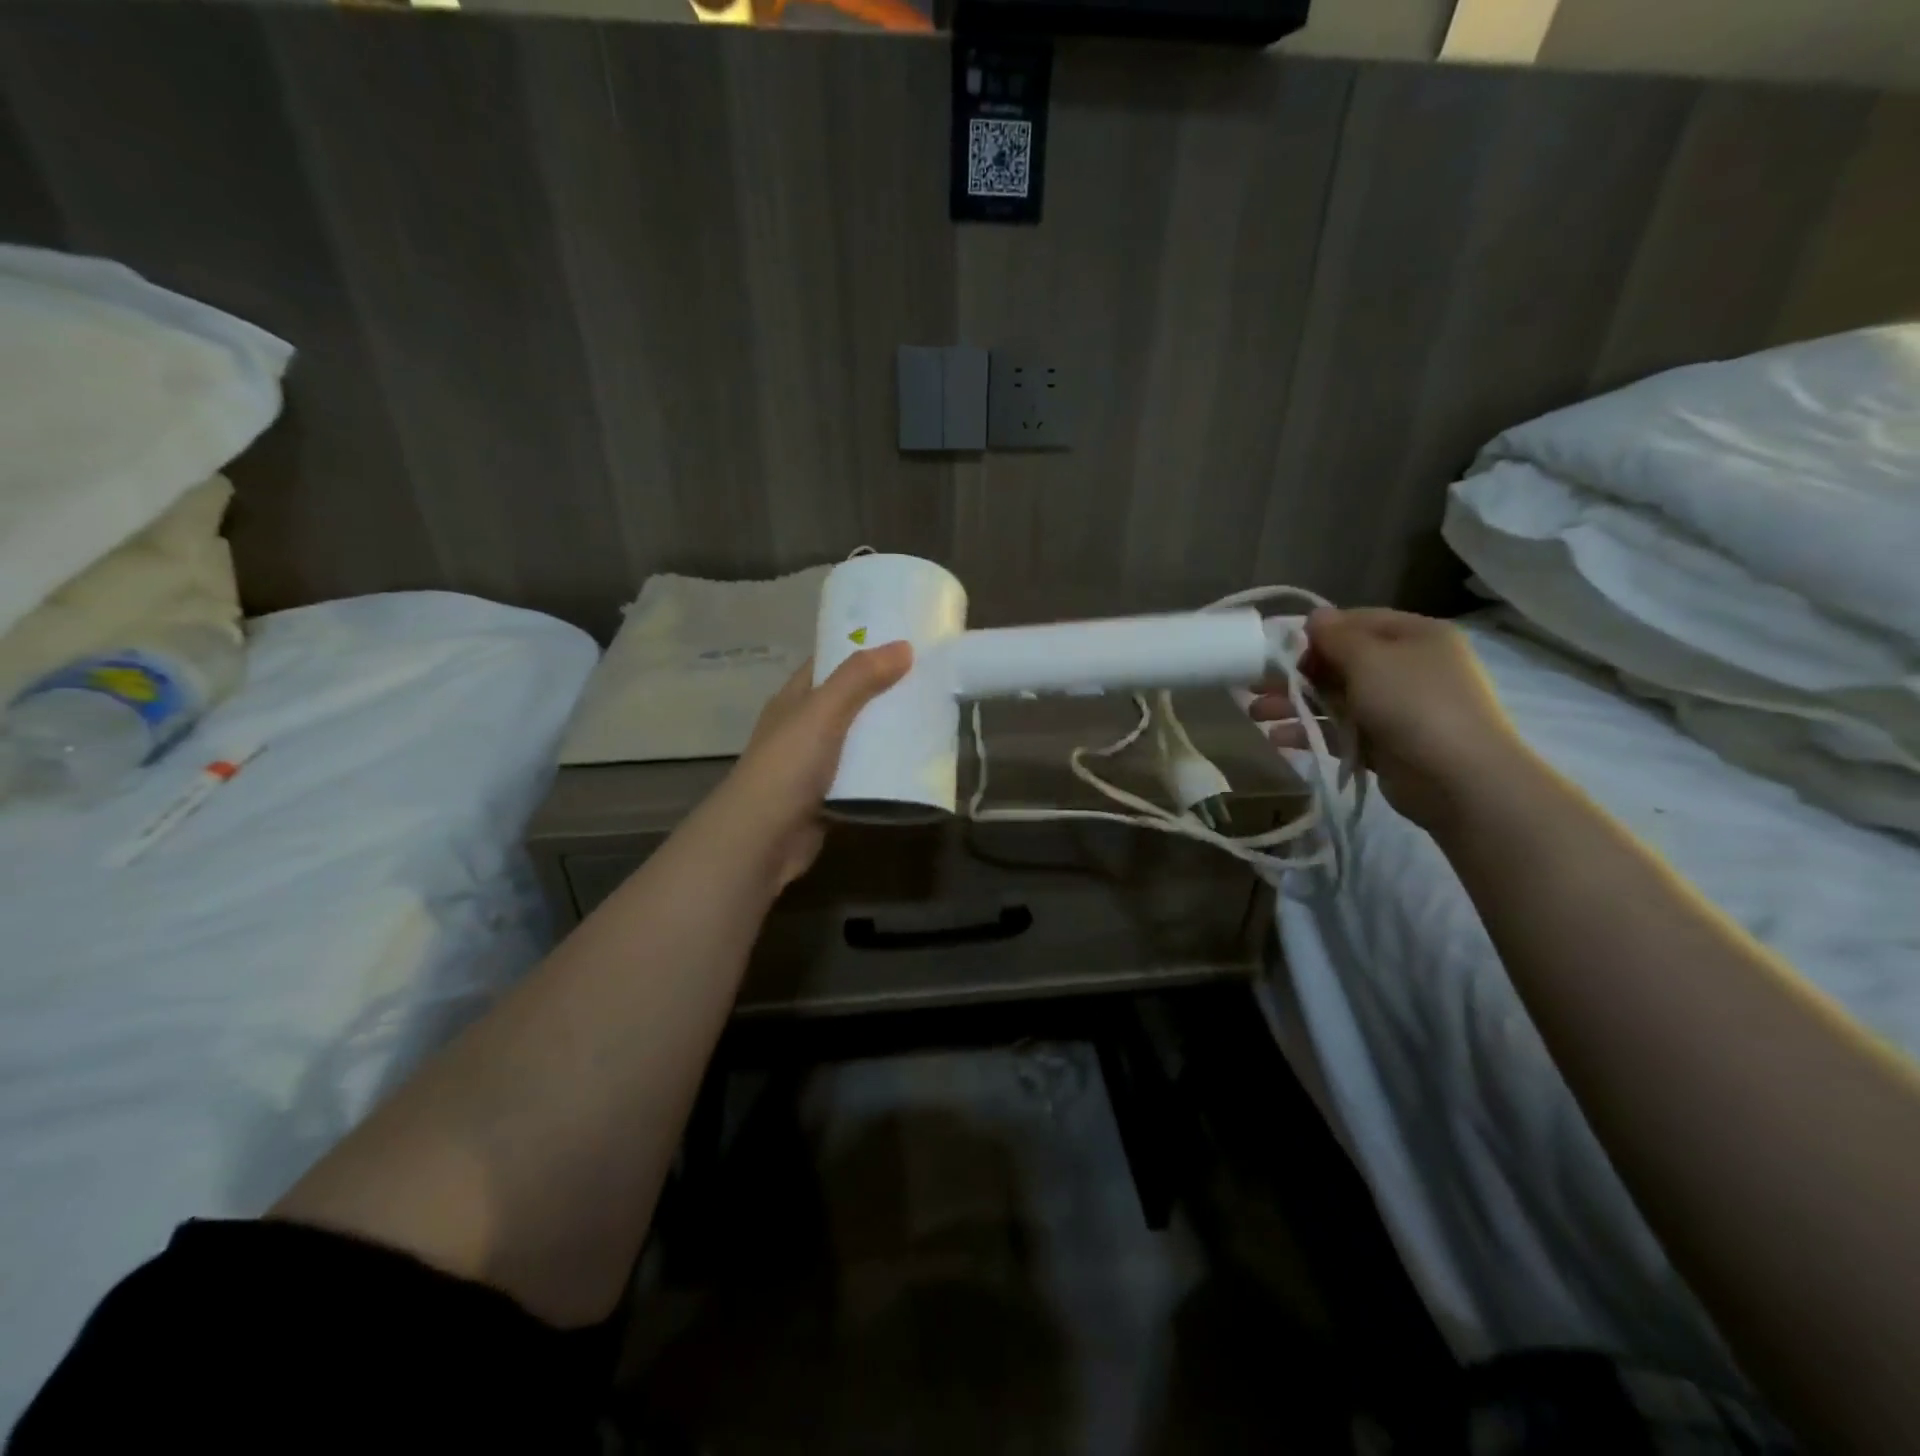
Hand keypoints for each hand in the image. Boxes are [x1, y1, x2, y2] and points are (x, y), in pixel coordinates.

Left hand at [700, 643, 913, 888]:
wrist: (761, 838)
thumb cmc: (788, 765)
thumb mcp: (823, 712)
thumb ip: (860, 678)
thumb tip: (903, 646)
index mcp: (795, 699)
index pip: (829, 663)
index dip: (861, 648)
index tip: (903, 640)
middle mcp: (803, 728)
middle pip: (849, 701)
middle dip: (884, 691)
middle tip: (931, 679)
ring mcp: (815, 765)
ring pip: (858, 741)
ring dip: (888, 733)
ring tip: (933, 718)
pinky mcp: (829, 798)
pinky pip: (863, 778)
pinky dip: (885, 772)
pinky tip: (916, 765)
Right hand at [1249, 608, 1527, 832]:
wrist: (1459, 778)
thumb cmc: (1414, 703)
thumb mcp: (1370, 659)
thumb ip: (1336, 637)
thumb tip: (1315, 617)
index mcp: (1415, 636)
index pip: (1357, 623)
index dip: (1317, 633)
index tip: (1279, 647)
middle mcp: (1408, 668)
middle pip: (1341, 663)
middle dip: (1296, 673)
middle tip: (1255, 683)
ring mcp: (1397, 709)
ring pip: (1336, 698)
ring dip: (1295, 703)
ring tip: (1255, 713)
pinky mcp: (1385, 745)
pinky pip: (1340, 731)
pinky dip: (1310, 731)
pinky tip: (1277, 738)